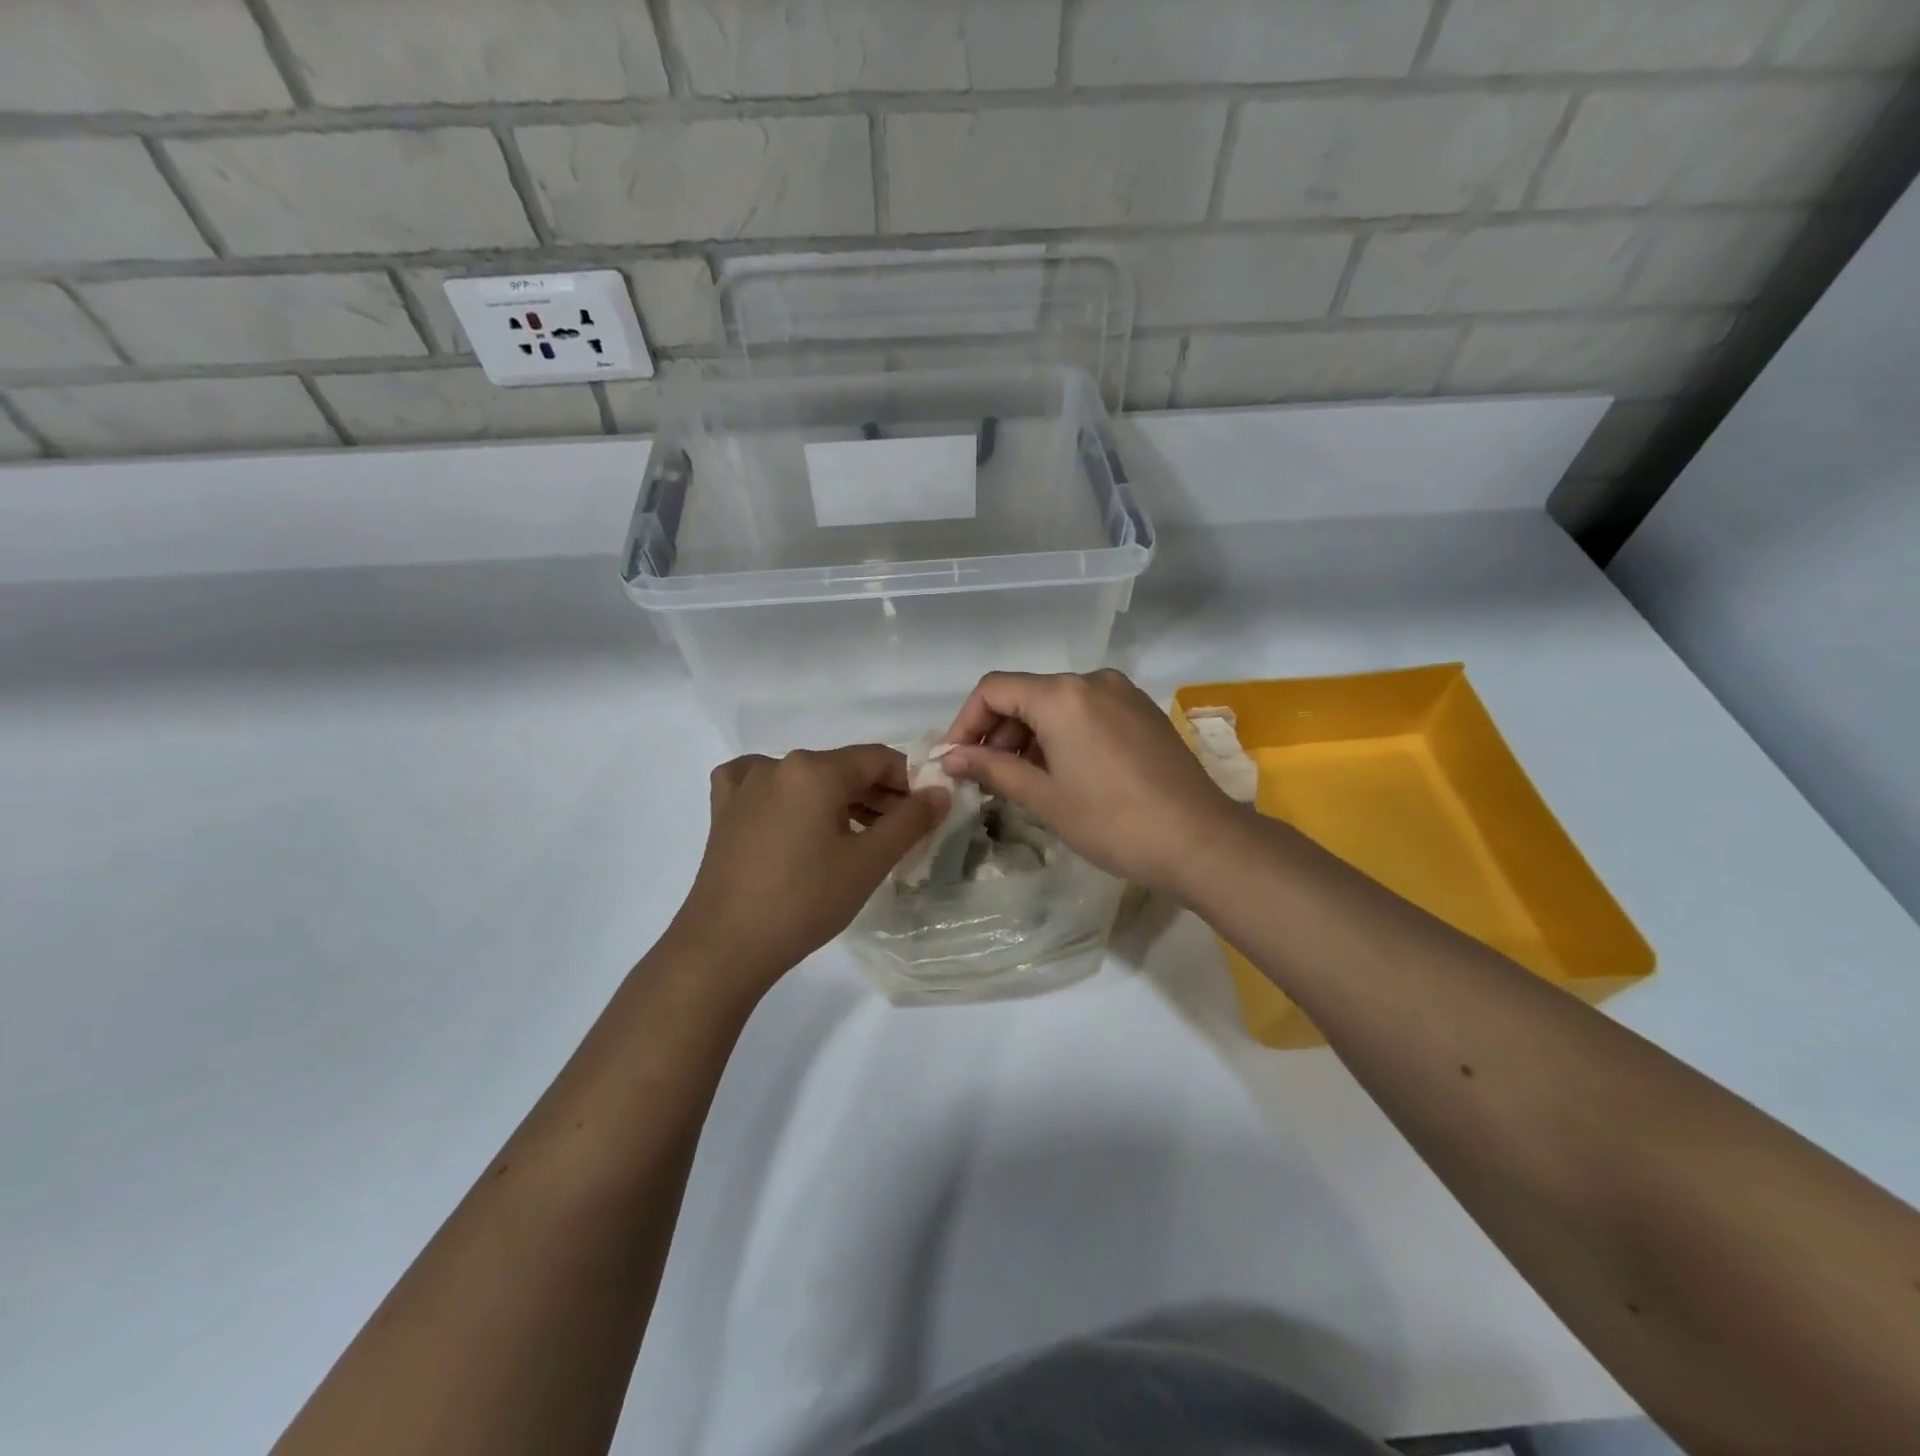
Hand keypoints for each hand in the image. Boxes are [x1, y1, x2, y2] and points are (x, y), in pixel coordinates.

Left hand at [669, 746, 948, 993]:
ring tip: (858, 839)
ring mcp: (745, 785)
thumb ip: (911, 820)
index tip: (925, 814)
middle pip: (843, 769)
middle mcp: (778, 764)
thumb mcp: (869, 862)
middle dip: (877, 796)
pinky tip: (793, 817)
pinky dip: (787, 797)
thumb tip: (940, 791)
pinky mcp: (724, 810)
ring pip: (807, 780)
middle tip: (898, 834)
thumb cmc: (804, 900)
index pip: (879, 759)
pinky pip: (764, 787)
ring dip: (839, 802)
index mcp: (815, 769)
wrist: (726, 946)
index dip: (909, 782)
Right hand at [940, 669, 1238, 895]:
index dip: (966, 722)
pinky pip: (1087, 712)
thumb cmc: (1112, 821)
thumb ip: (992, 769)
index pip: (994, 689)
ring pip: (1057, 703)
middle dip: (997, 732)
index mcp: (1062, 695)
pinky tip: (1062, 772)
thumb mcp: (1044, 797)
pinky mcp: (1142, 711)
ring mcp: (1122, 693)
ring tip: (1022, 780)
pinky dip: (1062, 734)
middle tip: (985, 777)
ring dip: (1029, 735)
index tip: (955, 760)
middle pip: (1026, 694)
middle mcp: (1092, 680)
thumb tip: (951, 759)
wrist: (1200, 840)